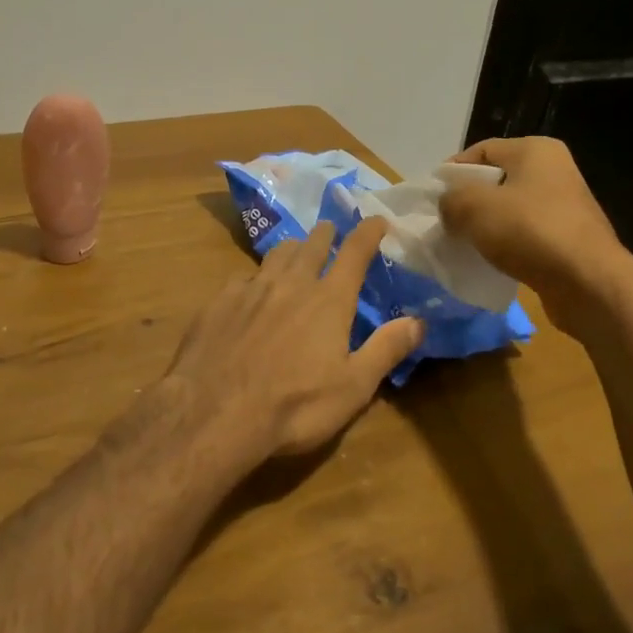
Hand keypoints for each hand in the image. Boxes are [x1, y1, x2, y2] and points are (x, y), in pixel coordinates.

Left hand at [166, 217, 423, 458]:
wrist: (213, 412)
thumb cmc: (294, 406)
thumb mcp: (353, 387)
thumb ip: (386, 350)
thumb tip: (419, 321)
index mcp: (329, 300)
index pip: (354, 253)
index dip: (368, 233)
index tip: (377, 219)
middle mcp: (291, 283)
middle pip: (311, 245)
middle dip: (325, 234)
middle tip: (330, 229)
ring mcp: (251, 288)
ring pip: (276, 254)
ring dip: (291, 249)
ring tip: (295, 250)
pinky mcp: (219, 301)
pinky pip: (243, 277)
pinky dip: (256, 277)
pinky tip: (251, 289)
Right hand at [438, 136, 632, 328]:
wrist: (589, 284)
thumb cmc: (530, 231)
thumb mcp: (474, 208)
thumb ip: (450, 199)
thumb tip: (448, 207)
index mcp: (535, 150)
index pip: (480, 151)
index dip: (451, 172)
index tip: (431, 199)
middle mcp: (554, 170)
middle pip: (495, 181)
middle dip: (467, 201)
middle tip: (443, 223)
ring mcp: (564, 206)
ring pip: (509, 210)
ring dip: (485, 226)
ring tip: (462, 244)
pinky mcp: (568, 238)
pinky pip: (524, 235)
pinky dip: (505, 245)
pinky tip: (489, 262)